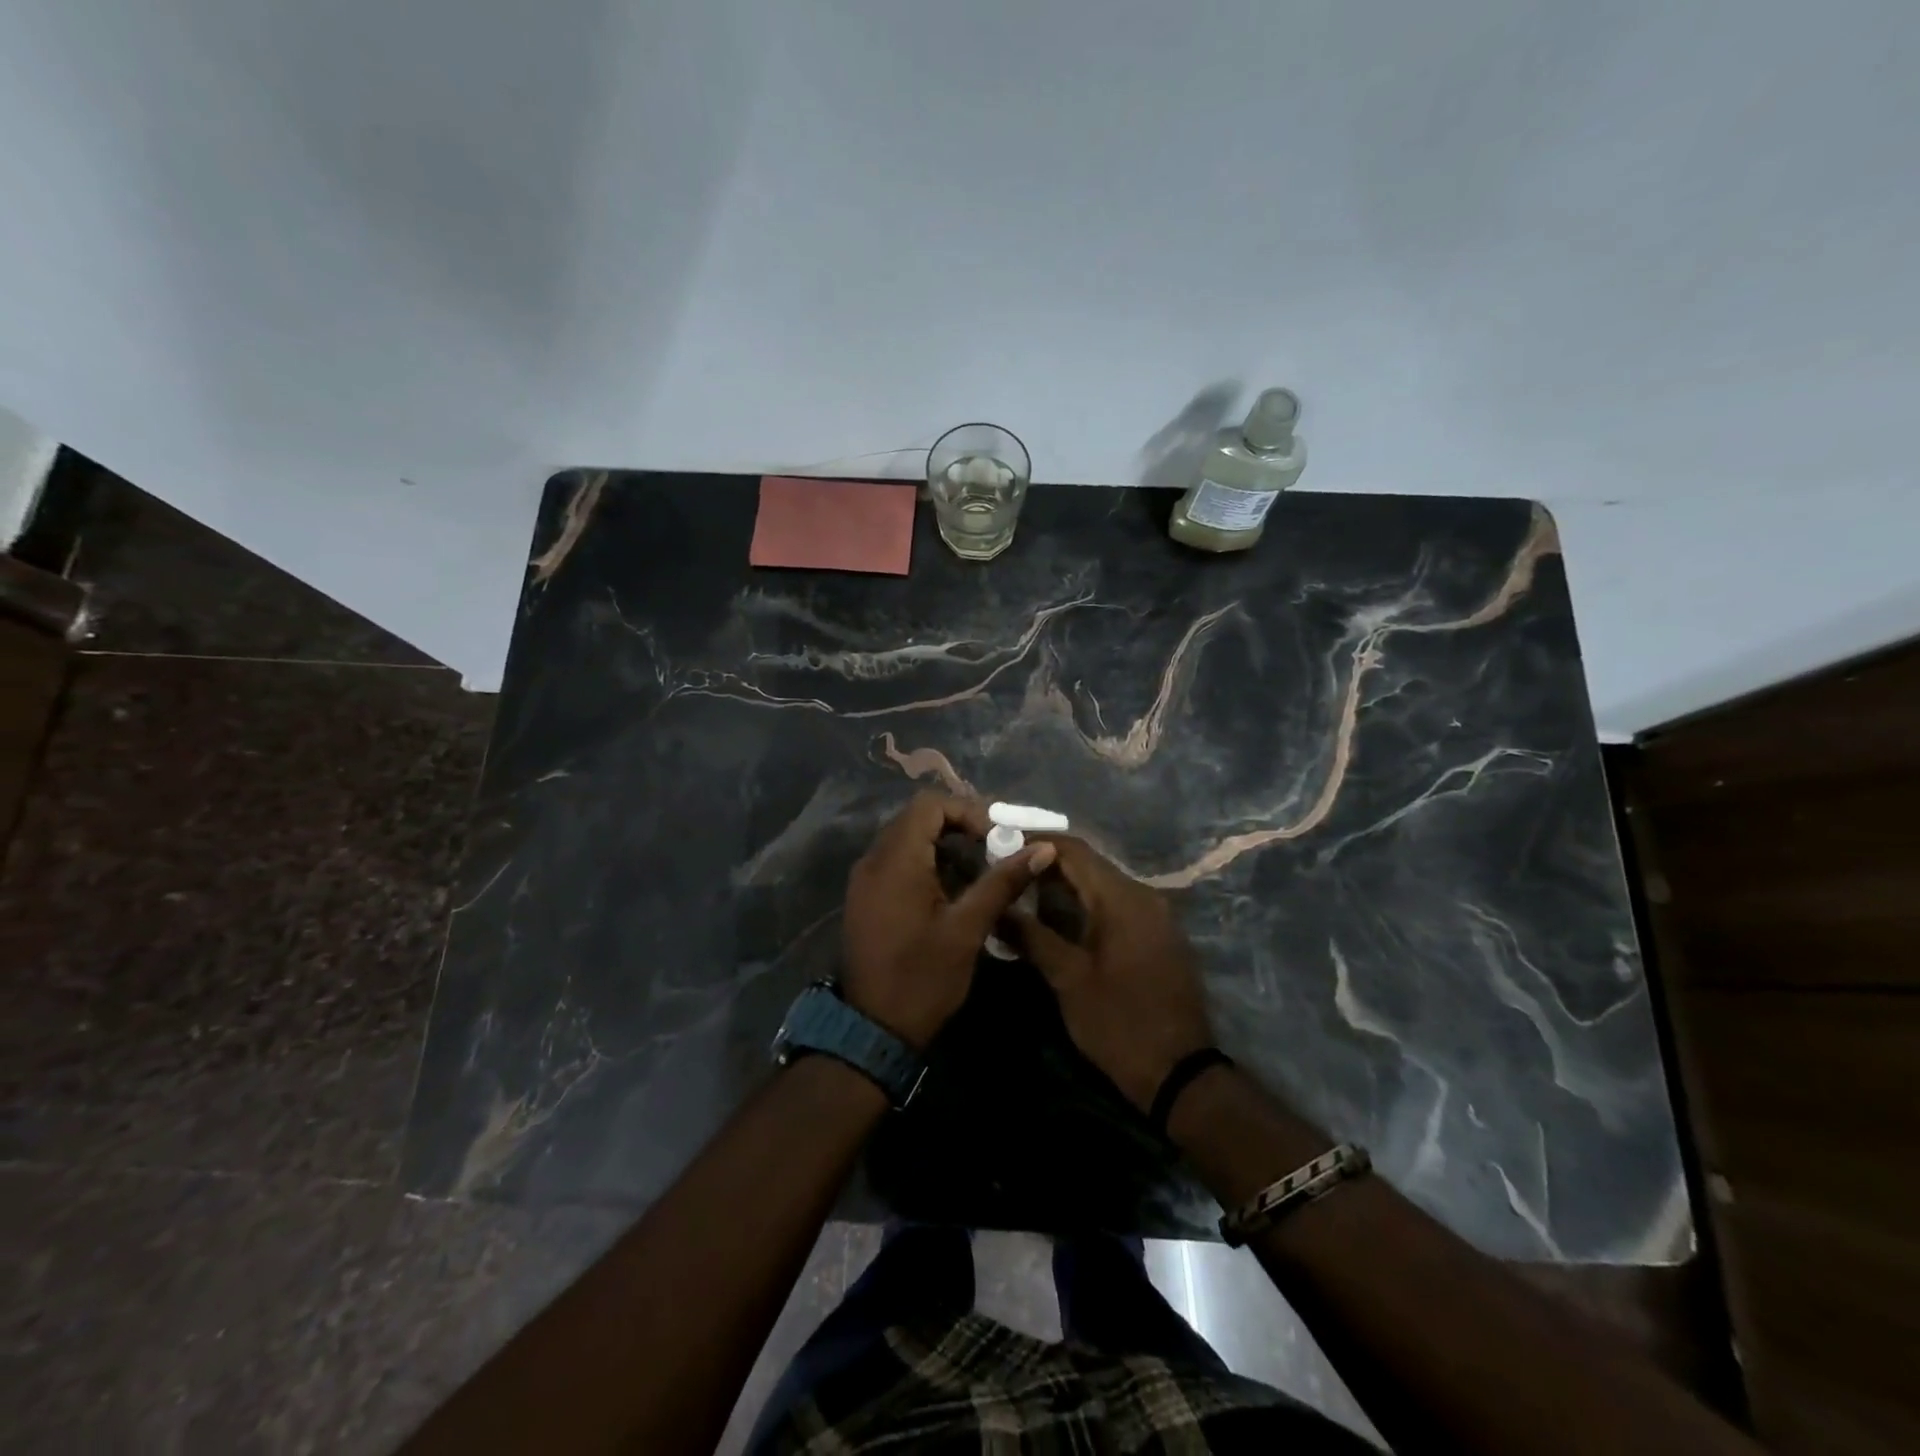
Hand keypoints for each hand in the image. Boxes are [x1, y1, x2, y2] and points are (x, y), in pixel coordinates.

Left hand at [842, 793, 1056, 1049]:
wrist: (873, 1030)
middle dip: (958, 827)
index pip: (929, 805)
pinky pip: (896, 861)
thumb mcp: (968, 929)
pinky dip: (925, 864)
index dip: (967, 811)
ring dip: (943, 846)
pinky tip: (951, 891)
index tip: (995, 838)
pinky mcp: (865, 897)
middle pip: (916, 818)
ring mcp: (864, 879)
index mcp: (895, 861)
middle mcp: (873, 860)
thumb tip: (1042, 848)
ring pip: (906, 840)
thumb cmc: (923, 978)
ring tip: (978, 872)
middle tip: (993, 851)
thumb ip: (1002, 882)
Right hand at [1011, 837, 1213, 1111]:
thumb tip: (996, 907)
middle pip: (1090, 864)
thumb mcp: (1068, 979)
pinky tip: (1060, 914)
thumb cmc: (1119, 1022)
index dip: (1036, 842)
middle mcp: (1144, 895)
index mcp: (1122, 898)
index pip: (1074, 850)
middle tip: (1007, 866)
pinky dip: (1087, 901)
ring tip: (1024, 887)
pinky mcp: (1159, 934)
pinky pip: (1118, 903)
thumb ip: (1031, 935)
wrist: (1180, 1072)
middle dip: (1047, 862)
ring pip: (1104, 883)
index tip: (1000, 844)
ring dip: (1066, 882)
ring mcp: (1157, 914)